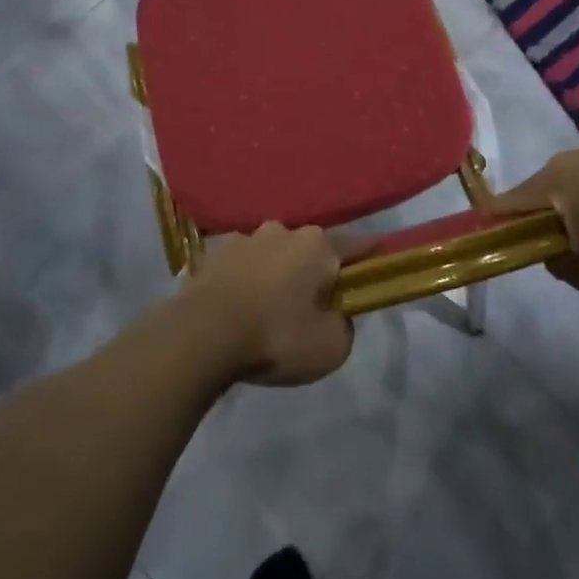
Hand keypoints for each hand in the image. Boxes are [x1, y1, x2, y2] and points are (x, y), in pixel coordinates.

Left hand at [180, 223, 351, 386]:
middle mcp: (281, 231)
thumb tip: (334, 314)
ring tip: (266, 309)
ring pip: (270, 256)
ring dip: (273, 274)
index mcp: (317, 245)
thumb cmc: (277, 337)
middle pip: (307, 250)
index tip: (376, 263)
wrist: (201, 336)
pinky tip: (237, 308)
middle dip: (311, 271)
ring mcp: (241, 240)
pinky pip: (238, 268)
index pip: (355, 246)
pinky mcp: (209, 256)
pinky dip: (242, 282)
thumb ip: (343, 325)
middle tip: (309, 305)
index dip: (368, 257)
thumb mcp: (331, 347)